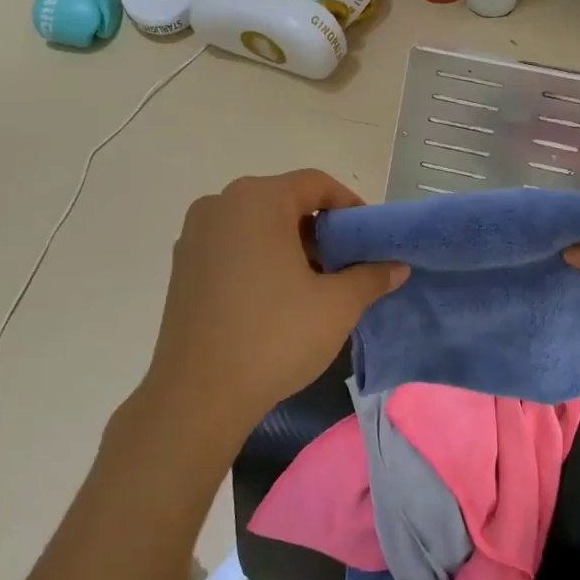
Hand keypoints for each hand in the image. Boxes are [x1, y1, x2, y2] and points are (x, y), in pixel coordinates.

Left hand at [138, 170, 407, 437]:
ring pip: (256, 223)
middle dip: (319, 228)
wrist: (197, 395)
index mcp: (258, 199)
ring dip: (289, 243)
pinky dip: (259, 257)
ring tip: (313, 282)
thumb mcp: (337, 305)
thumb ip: (371, 276)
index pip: (315, 184)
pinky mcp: (182, 265)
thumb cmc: (274, 337)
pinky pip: (232, 245)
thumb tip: (397, 266)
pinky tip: (275, 296)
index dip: (349, 206)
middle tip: (345, 262)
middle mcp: (220, 204)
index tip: (368, 239)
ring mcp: (195, 234)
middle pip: (284, 200)